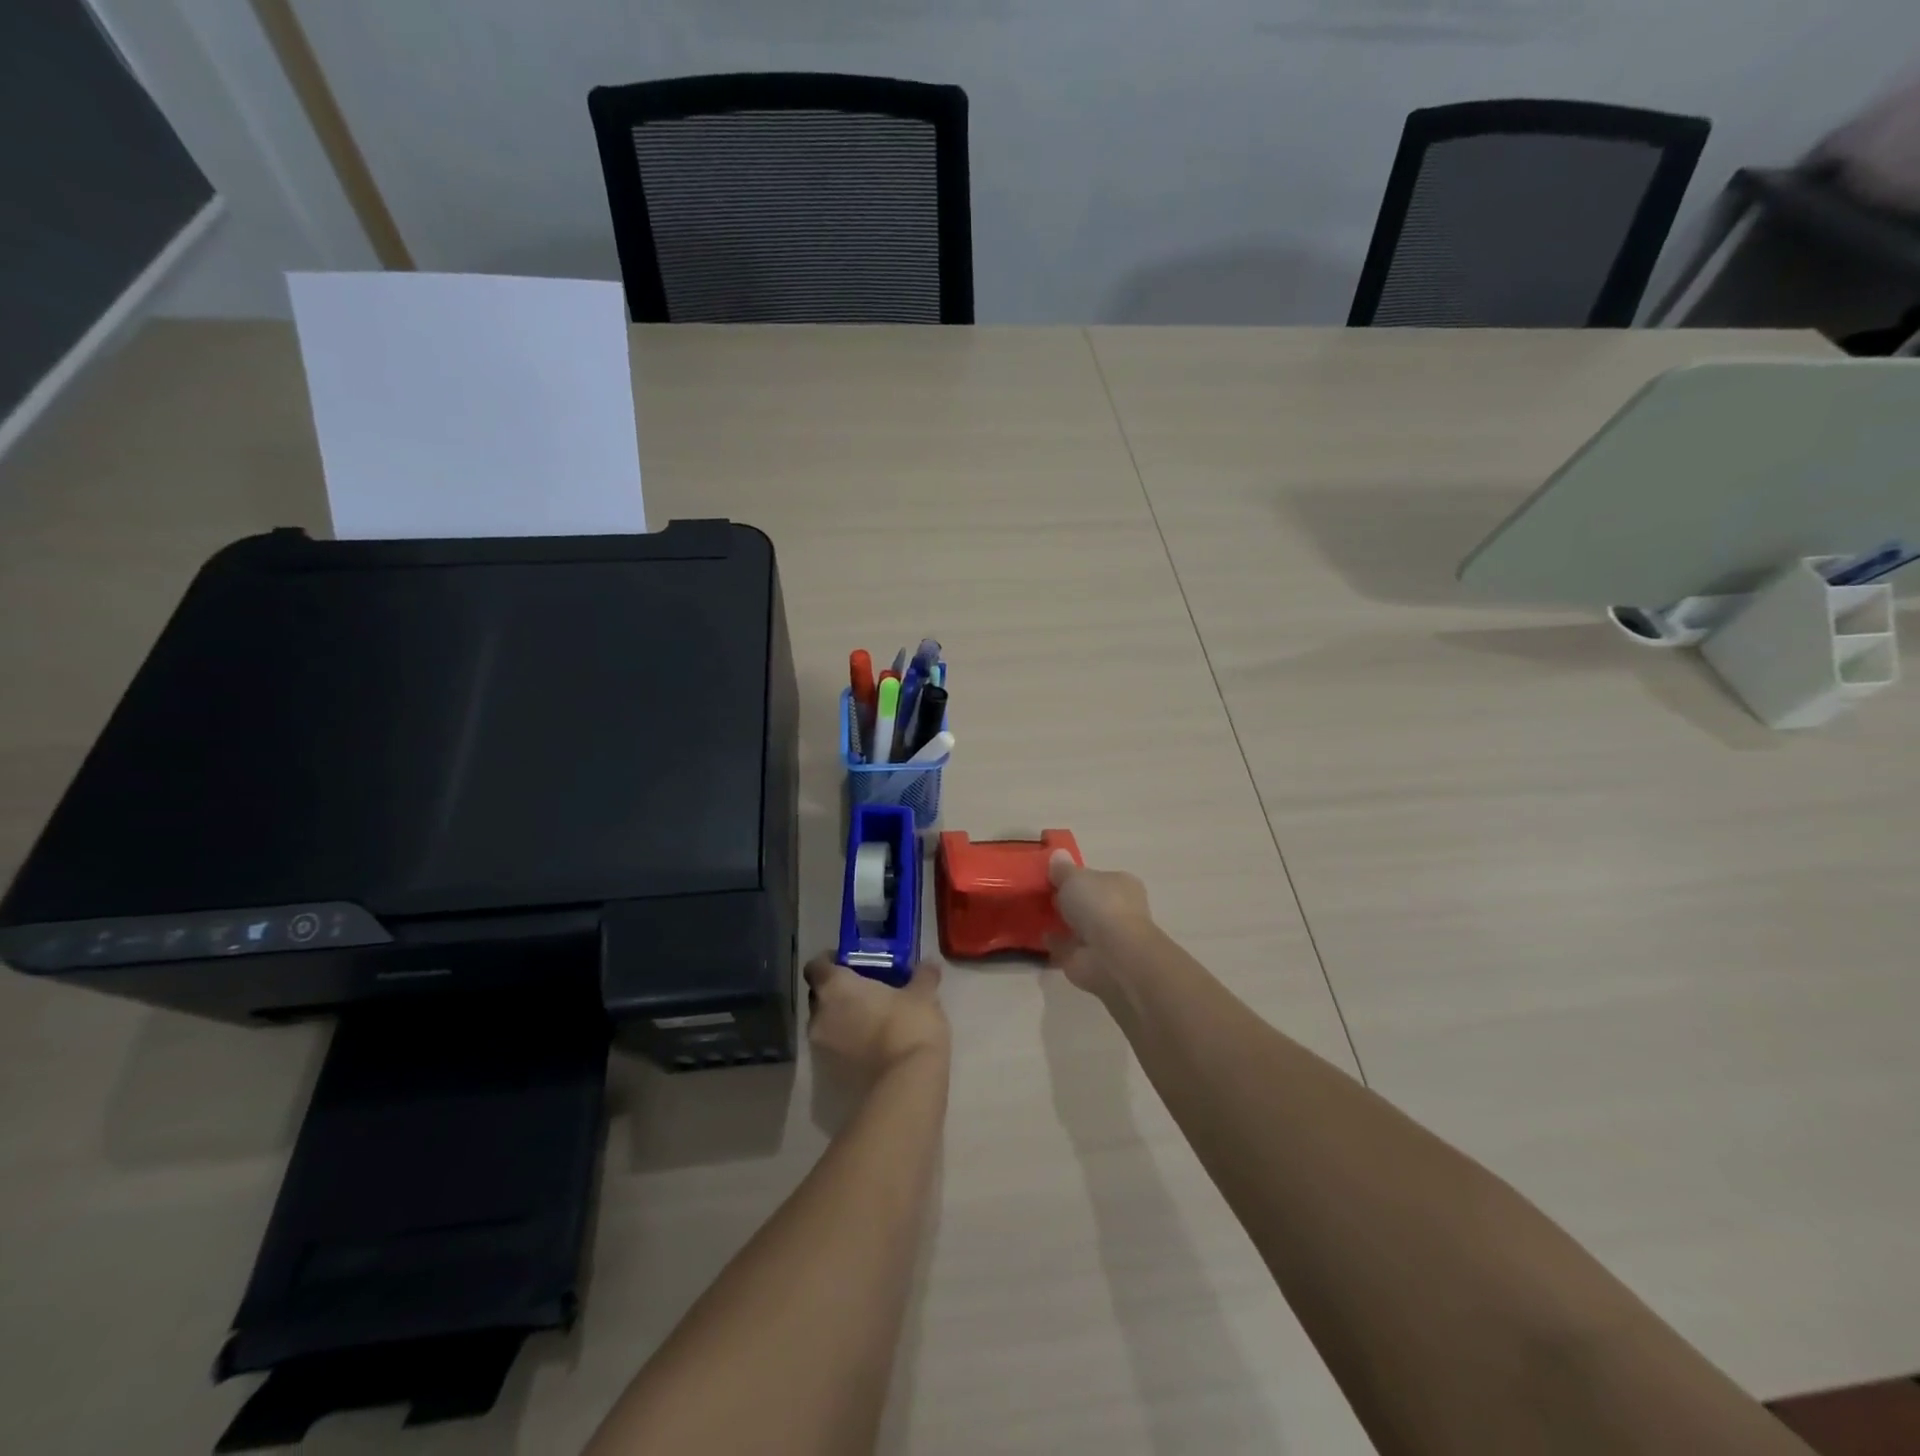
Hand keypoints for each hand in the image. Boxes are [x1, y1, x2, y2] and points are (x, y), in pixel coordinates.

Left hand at [805, 956, 949, 1081]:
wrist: (905, 1084)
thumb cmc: (908, 1025)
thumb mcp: (923, 996)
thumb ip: (922, 976)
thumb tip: (929, 962)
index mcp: (835, 987)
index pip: (816, 966)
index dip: (829, 962)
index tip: (849, 963)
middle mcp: (819, 1015)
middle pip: (819, 996)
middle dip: (837, 993)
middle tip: (865, 992)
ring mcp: (821, 1048)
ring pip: (826, 1025)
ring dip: (841, 1021)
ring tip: (871, 1021)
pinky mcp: (829, 1075)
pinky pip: (835, 1050)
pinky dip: (847, 1045)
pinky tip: (872, 1046)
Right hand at [1046, 852, 1154, 998]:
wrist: (1112, 955)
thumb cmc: (1099, 905)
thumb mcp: (1074, 877)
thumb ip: (1063, 869)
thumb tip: (1058, 854)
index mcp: (1121, 884)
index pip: (1098, 877)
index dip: (1077, 876)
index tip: (1053, 877)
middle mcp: (1118, 910)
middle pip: (1089, 902)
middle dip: (1069, 901)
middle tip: (1041, 895)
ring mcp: (1106, 938)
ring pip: (1080, 926)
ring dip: (1063, 923)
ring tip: (1034, 914)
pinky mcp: (1092, 961)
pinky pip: (1069, 947)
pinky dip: (1056, 943)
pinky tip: (1039, 935)